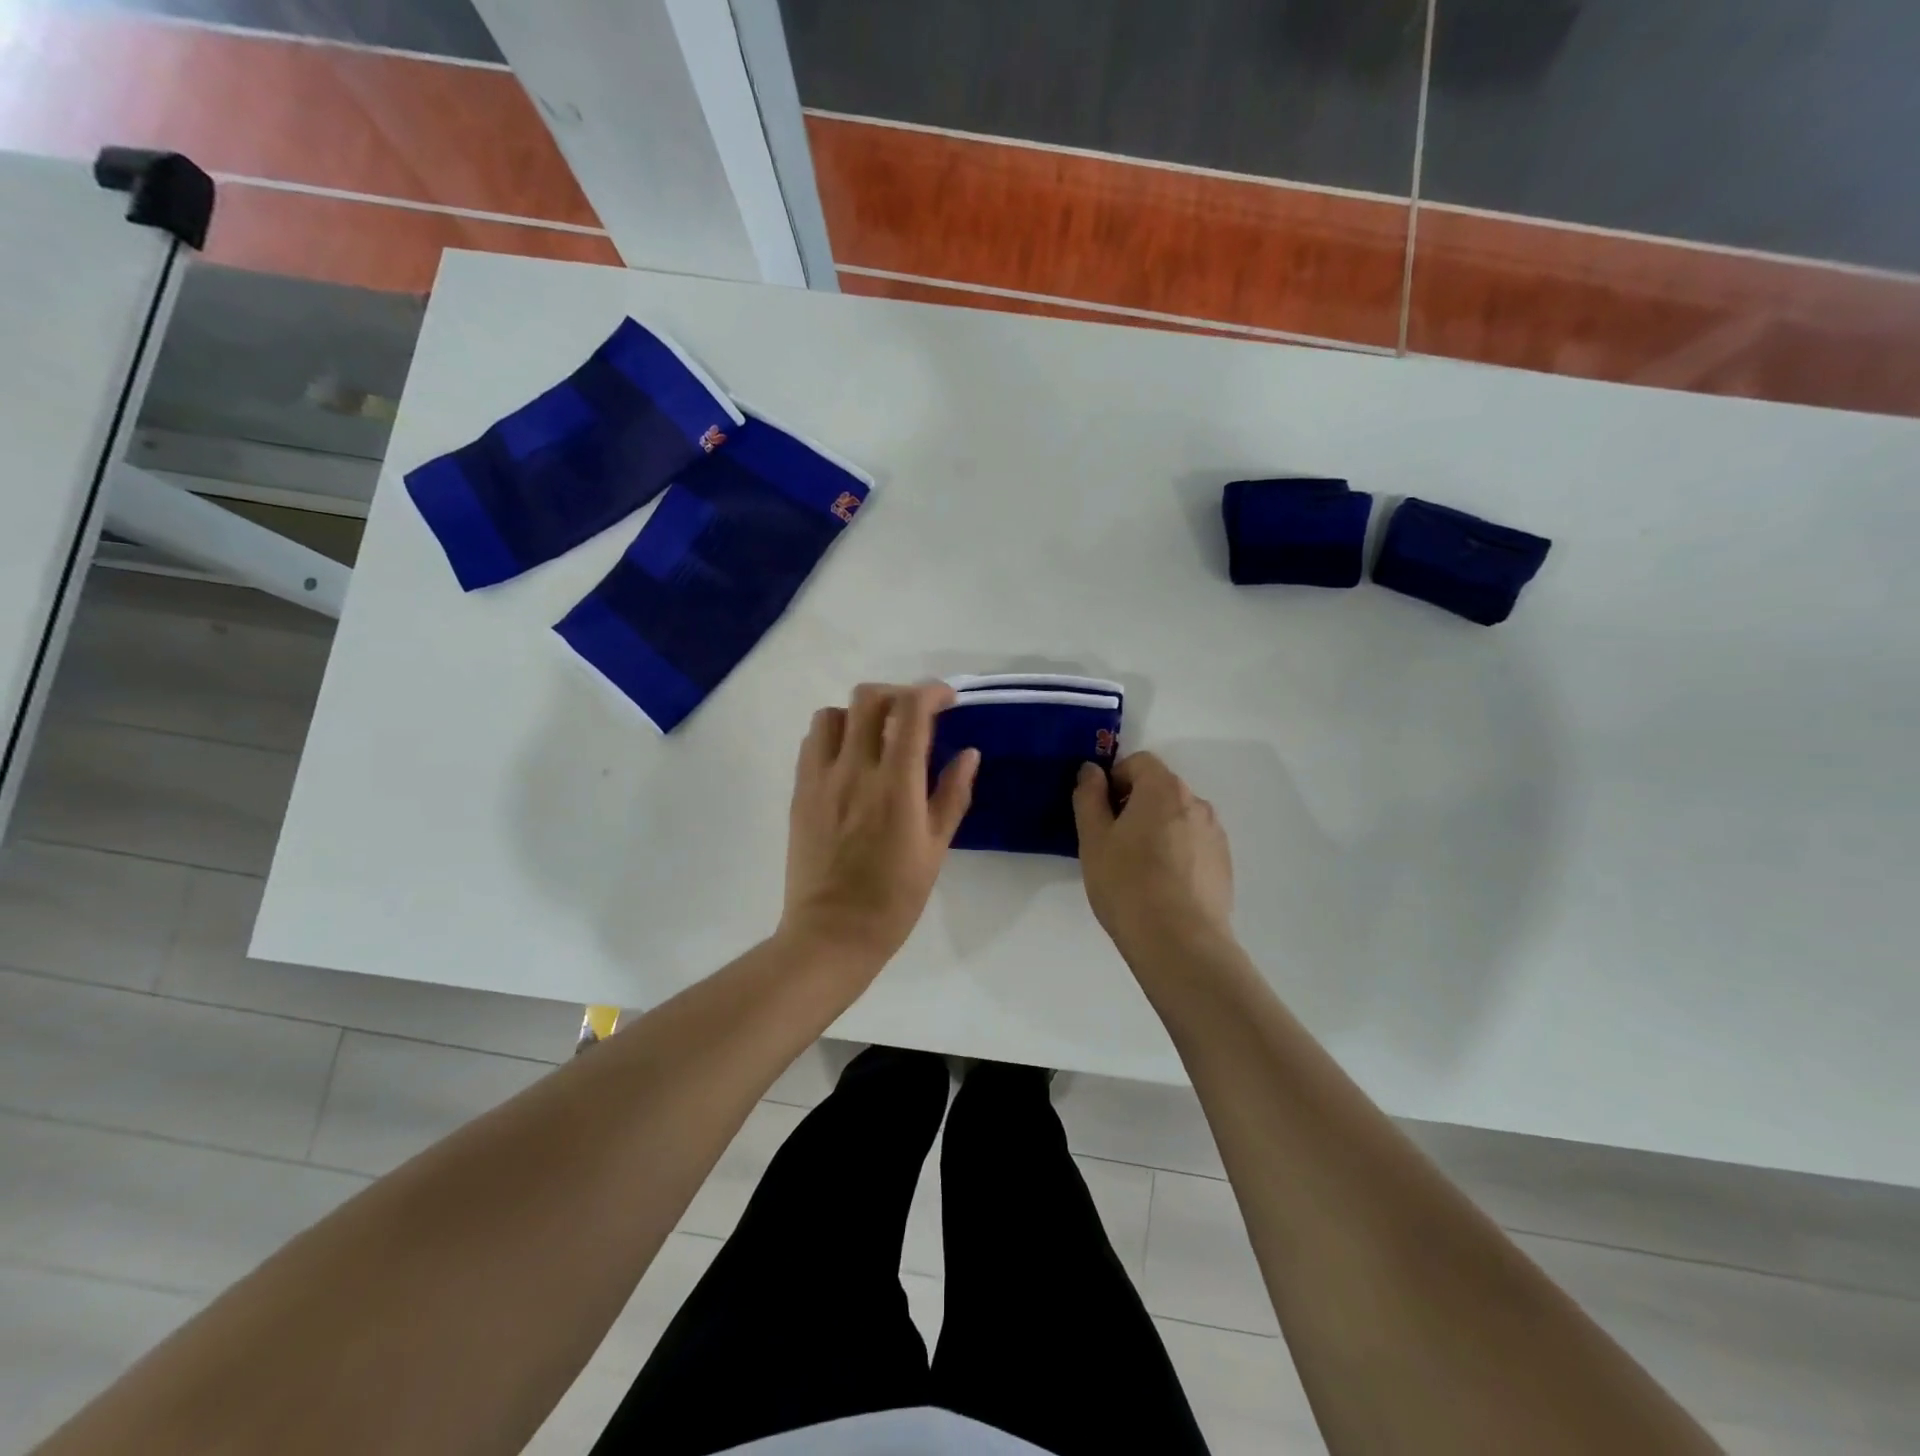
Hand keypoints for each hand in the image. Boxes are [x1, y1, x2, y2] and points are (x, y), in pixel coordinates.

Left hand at [780, 682, 978, 974]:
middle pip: (869, 698)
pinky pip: (812, 742)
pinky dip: (834, 734)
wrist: (832, 933)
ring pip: (833, 713)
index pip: (911, 711)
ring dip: (860, 713)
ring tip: (877, 736)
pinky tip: (849, 759)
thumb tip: (968, 753)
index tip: (947, 699)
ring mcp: (820, 779)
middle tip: (914, 715)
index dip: (932, 692)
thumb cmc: (894, 898)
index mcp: (896, 785)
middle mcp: (855, 770)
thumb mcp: (936, 848)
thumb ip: (952, 794)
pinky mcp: (799, 792)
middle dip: (897, 694)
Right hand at [1073, 752, 1234, 958]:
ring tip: (1138, 869)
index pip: (1139, 762)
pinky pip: (1193, 844)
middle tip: (1112, 842)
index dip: (1115, 779)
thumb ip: (1089, 797)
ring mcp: (1215, 834)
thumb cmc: (1127, 884)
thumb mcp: (1093, 839)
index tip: (1100, 812)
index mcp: (1164, 789)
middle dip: (1134, 805)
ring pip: (1177, 818)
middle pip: (1160, 789)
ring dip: (1156, 829)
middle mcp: (1196, 803)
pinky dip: (1176, 853)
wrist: (1179, 942)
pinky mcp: (1224, 864)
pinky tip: (1161, 886)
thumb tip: (1091, 771)